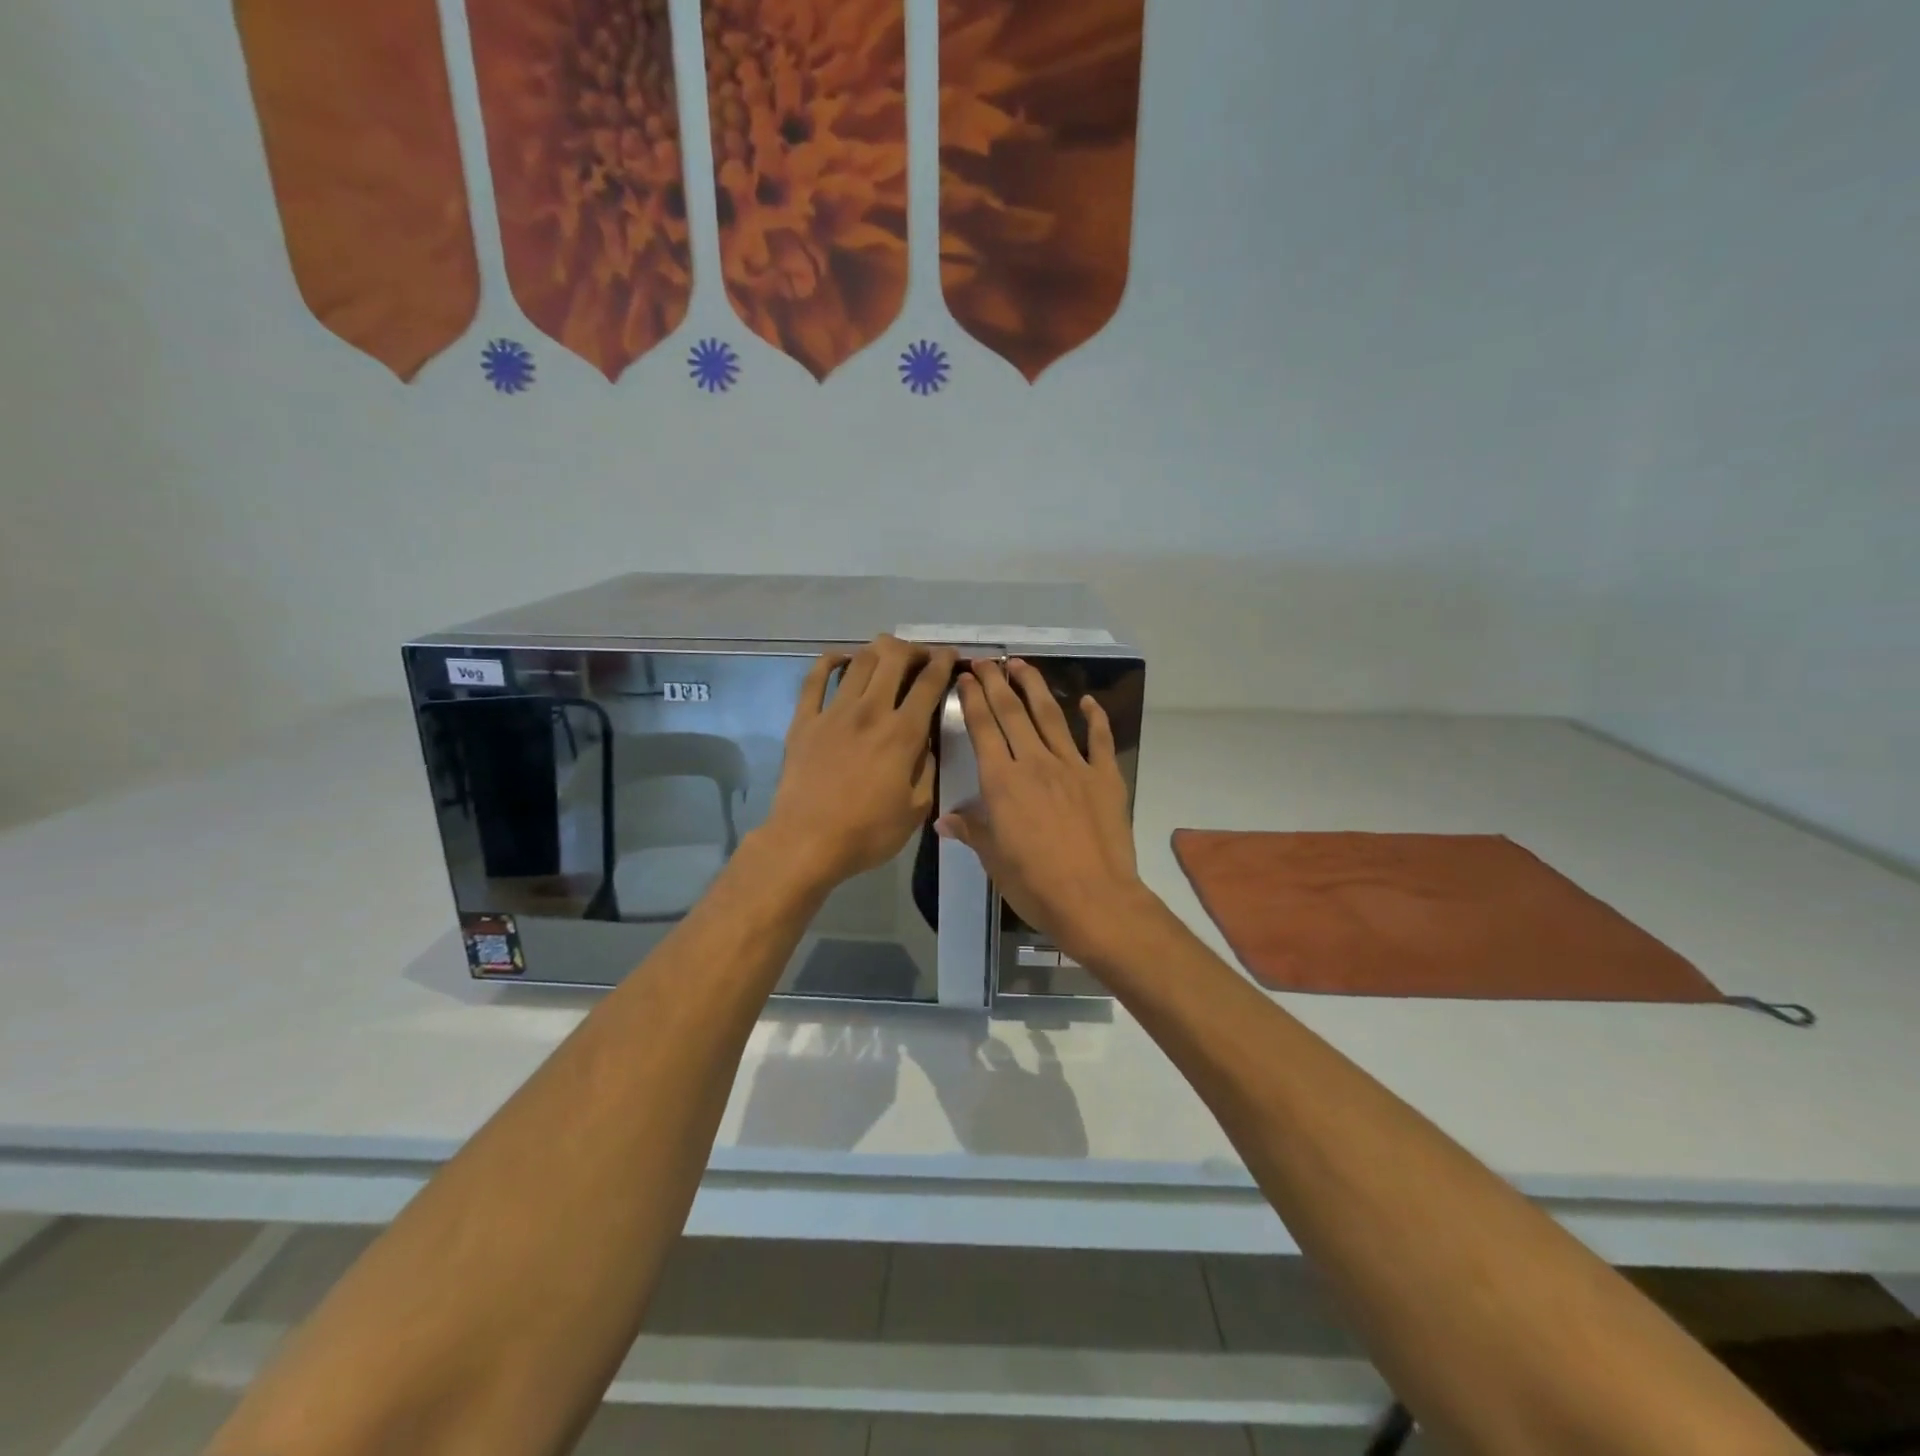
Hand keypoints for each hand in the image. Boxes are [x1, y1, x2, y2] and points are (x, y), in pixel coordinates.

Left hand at [764, 636, 957, 888]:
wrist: (806, 842)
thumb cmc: (867, 833)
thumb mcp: (915, 810)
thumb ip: (927, 770)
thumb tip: (927, 744)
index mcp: (902, 734)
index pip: (928, 683)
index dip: (942, 662)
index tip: (949, 655)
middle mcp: (870, 711)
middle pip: (893, 658)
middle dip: (912, 649)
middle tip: (919, 657)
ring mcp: (833, 712)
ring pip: (859, 662)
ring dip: (877, 651)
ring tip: (886, 655)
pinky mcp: (804, 720)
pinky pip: (815, 679)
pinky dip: (829, 661)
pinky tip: (840, 658)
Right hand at [936, 659, 1157, 964]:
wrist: (1094, 899)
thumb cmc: (1035, 884)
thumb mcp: (994, 859)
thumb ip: (971, 831)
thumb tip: (943, 820)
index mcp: (1002, 782)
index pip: (983, 729)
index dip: (973, 700)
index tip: (966, 678)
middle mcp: (1035, 763)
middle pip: (1012, 713)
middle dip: (997, 683)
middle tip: (987, 661)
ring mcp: (1073, 766)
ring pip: (1051, 716)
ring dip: (1035, 687)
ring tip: (1022, 665)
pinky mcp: (1104, 777)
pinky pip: (1099, 740)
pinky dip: (1095, 718)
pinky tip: (1088, 701)